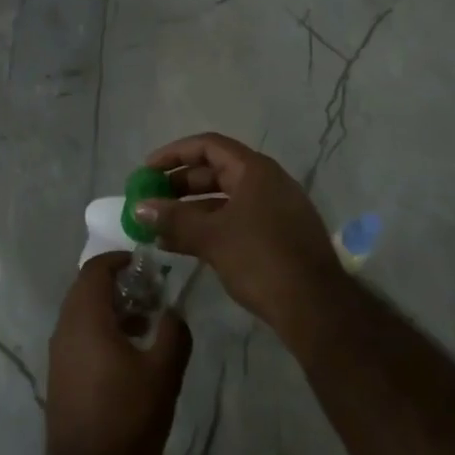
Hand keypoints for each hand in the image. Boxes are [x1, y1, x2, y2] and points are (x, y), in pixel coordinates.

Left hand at [45, 255, 191, 454]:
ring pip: (82, 314)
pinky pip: (79, 336)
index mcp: (85, 318)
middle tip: (150, 293)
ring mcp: (58, 354)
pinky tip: (129, 354)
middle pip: (86, 289)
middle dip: (118, 284)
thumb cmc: (128, 418)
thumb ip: (174, 332)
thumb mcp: (164, 372)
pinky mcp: (60, 376)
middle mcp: (65, 328)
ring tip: (146, 324)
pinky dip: (101, 330)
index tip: (146, 265)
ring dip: (111, 309)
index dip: (119, 260)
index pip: (95, 269)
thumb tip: (173, 311)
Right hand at [133, 131, 345, 335]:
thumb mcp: (212, 237)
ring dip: (190, 211)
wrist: (316, 308)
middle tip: (149, 200)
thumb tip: (138, 207)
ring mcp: (274, 210)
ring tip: (158, 228)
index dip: (174, 154)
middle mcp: (267, 183)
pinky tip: (182, 246)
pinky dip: (208, 228)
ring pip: (223, 200)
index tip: (147, 169)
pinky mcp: (277, 237)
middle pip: (215, 172)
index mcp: (255, 170)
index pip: (208, 146)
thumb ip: (173, 219)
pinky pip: (235, 221)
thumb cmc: (262, 259)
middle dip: (179, 185)